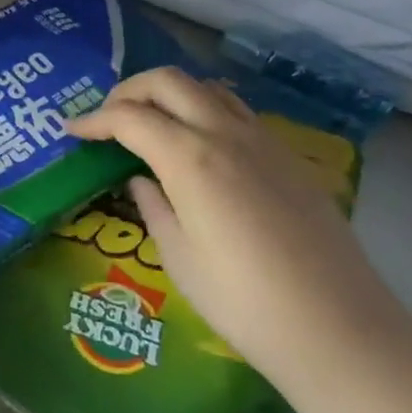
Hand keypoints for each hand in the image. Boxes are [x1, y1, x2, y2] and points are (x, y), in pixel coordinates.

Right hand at [68, 68, 408, 392]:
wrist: (341, 330)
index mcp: (191, 159)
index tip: (71, 131)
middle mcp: (226, 135)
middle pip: (168, 82)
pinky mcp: (289, 158)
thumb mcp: (180, 258)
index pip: (129, 118)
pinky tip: (200, 146)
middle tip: (107, 118)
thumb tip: (143, 180)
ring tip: (151, 123)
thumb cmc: (244, 302)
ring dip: (170, 94)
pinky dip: (204, 111)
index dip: (94, 120)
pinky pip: (237, 112)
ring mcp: (263, 142)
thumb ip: (155, 207)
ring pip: (207, 89)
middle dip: (128, 90)